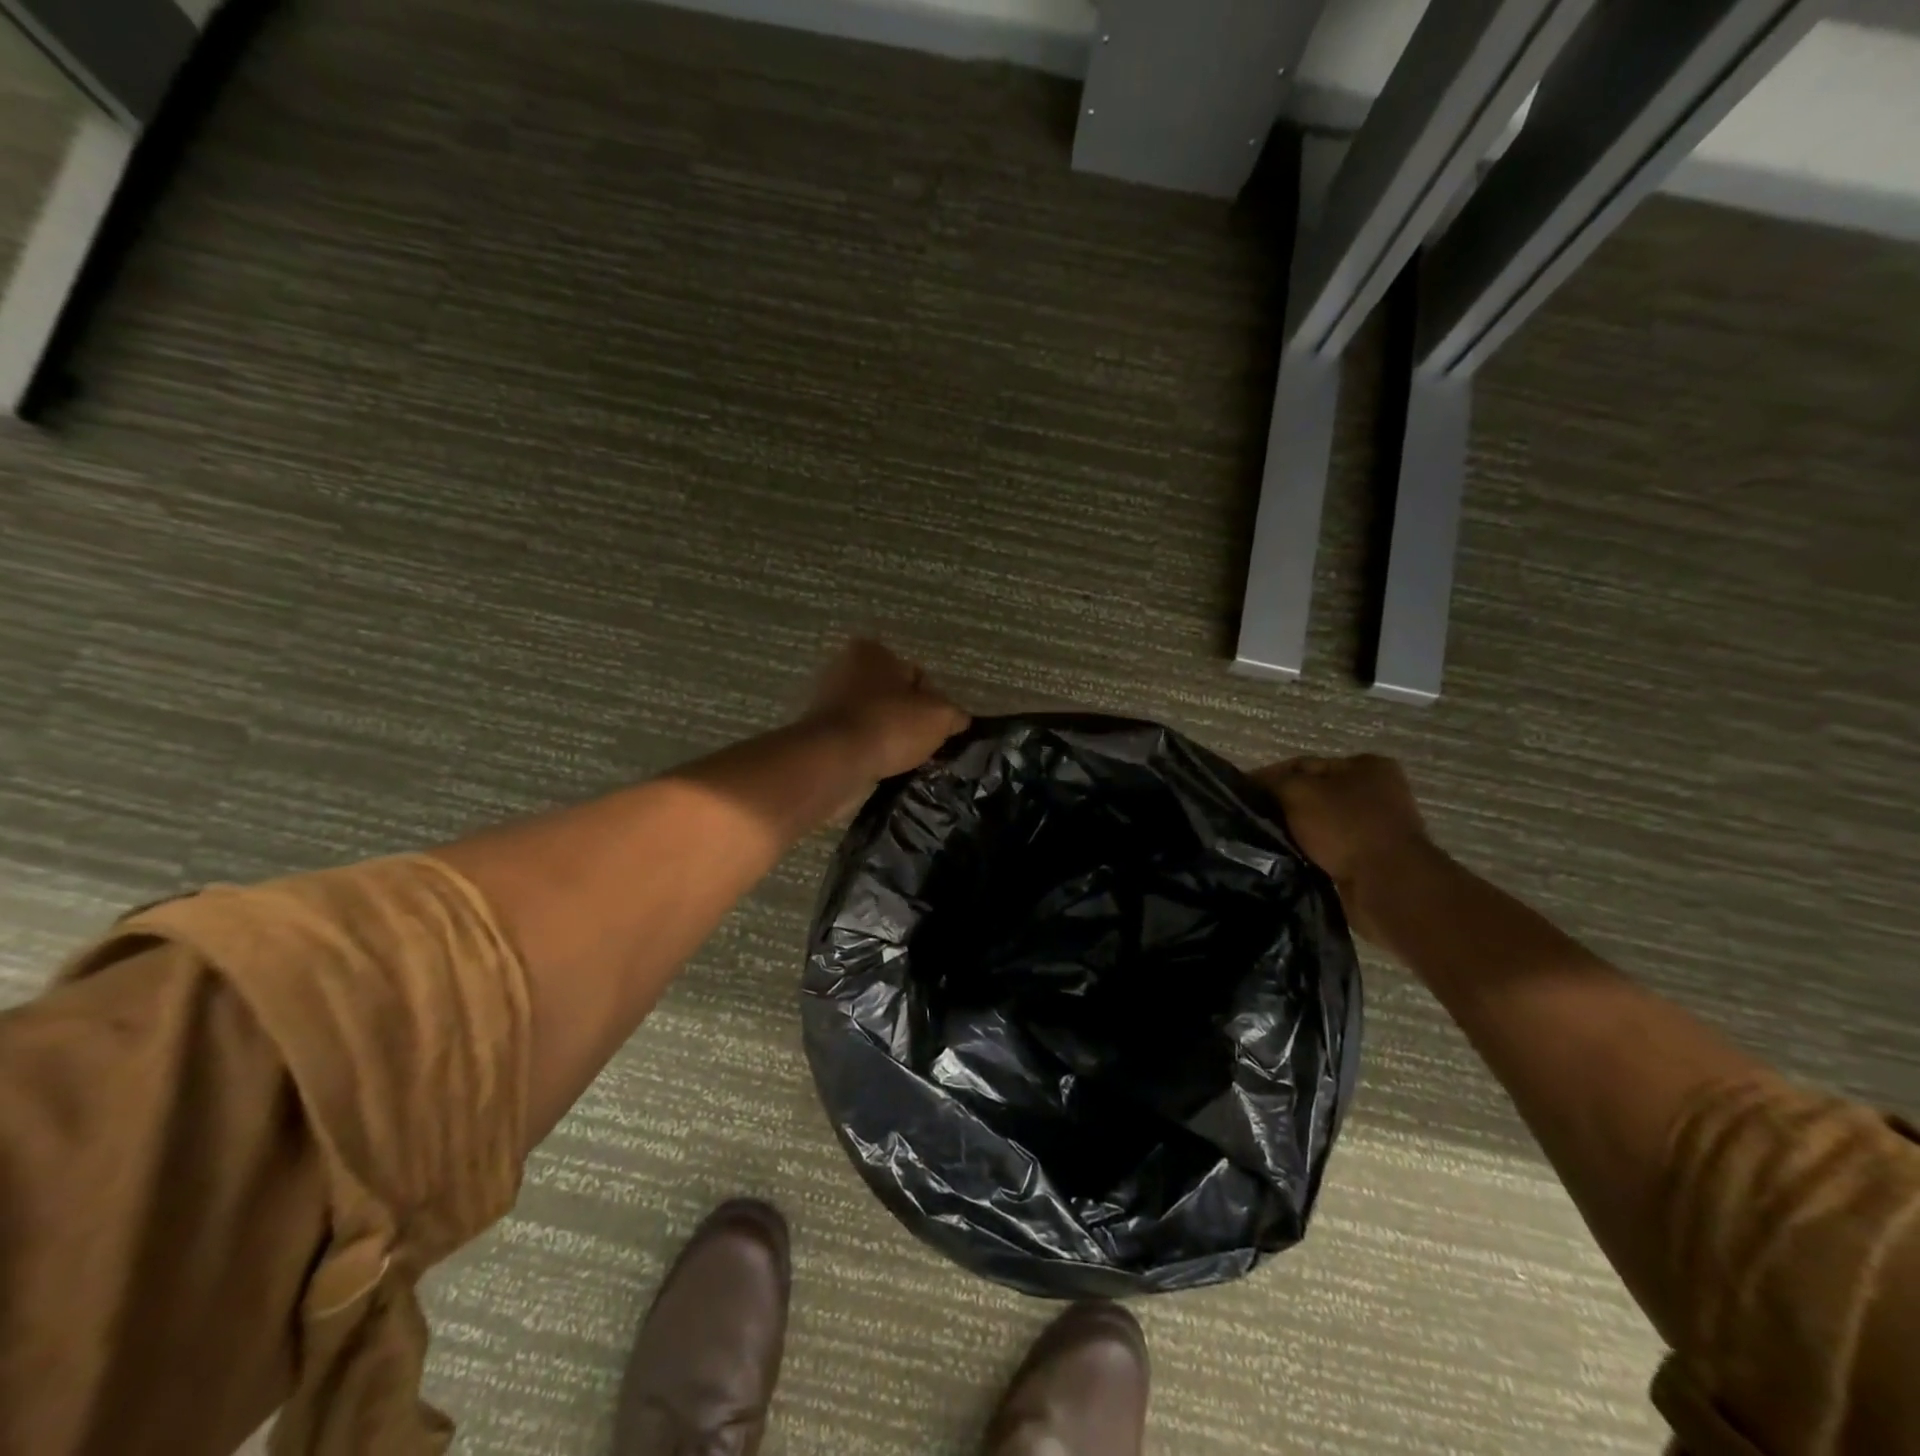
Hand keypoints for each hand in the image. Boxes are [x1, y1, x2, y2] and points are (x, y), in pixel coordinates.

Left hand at [804, 638, 969, 781]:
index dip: (933, 701)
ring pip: (874, 721)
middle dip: (908, 720)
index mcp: (871, 652)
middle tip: (923, 744)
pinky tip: (881, 768)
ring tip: (903, 760)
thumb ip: (954, 714)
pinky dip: (869, 753)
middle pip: (893, 697)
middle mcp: (844, 670)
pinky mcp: (818, 735)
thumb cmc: (889, 725)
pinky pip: (856, 742)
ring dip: (889, 739)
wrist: (834, 763)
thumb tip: (958, 720)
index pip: (915, 674)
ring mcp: (827, 704)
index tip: (938, 727)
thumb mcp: (940, 716)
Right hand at [1251, 754, 1437, 939]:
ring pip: (1319, 825)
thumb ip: (1273, 783)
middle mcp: (1378, 792)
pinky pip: (1328, 851)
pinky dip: (1309, 853)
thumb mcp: (1299, 793)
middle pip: (1313, 795)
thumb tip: (1252, 785)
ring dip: (1295, 833)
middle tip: (1250, 819)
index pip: (1303, 765)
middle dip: (1282, 807)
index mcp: (1367, 766)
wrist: (1387, 887)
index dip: (1268, 777)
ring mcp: (1378, 828)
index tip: (1240, 795)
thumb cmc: (1346, 827)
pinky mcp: (1371, 860)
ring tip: (1264, 841)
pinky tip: (1287, 859)